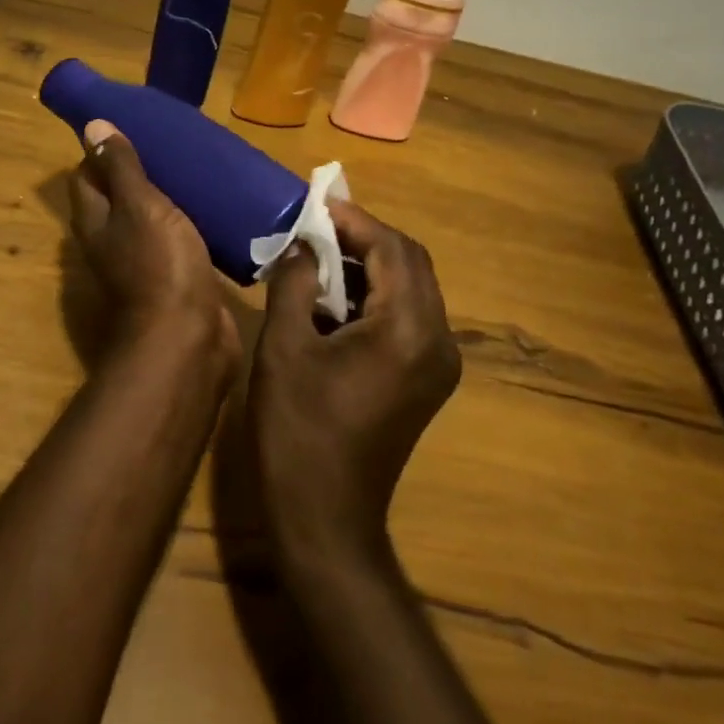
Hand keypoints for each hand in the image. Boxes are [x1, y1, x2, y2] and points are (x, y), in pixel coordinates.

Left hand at [68, 120, 239, 367]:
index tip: (131, 125)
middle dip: (139, 169)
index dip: (101, 150)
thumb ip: (120, 168)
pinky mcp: (177, 275)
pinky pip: (179, 238)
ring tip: (196, 166)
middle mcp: (113, 240)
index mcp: (96, 221)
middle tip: (172, 142)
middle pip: (118, 196)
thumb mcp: (139, 206)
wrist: (188, 337)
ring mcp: (145, 261)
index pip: (86, 176)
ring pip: (151, 218)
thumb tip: (91, 125)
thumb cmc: (160, 265)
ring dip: (168, 195)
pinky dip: (191, 220)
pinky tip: (214, 204)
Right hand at [246, 200, 461, 562]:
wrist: (327, 519)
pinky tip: (335, 300)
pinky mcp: (427, 380)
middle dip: (365, 238)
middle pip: (411, 263)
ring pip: (412, 289)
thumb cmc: (298, 431)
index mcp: (406, 328)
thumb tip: (301, 245)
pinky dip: (375, 297)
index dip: (355, 219)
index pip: (392, 248)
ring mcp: (438, 363)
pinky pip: (408, 318)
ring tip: (320, 257)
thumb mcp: (285, 347)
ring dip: (370, 266)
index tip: (316, 204)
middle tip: (317, 227)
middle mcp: (437, 339)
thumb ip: (294, 282)